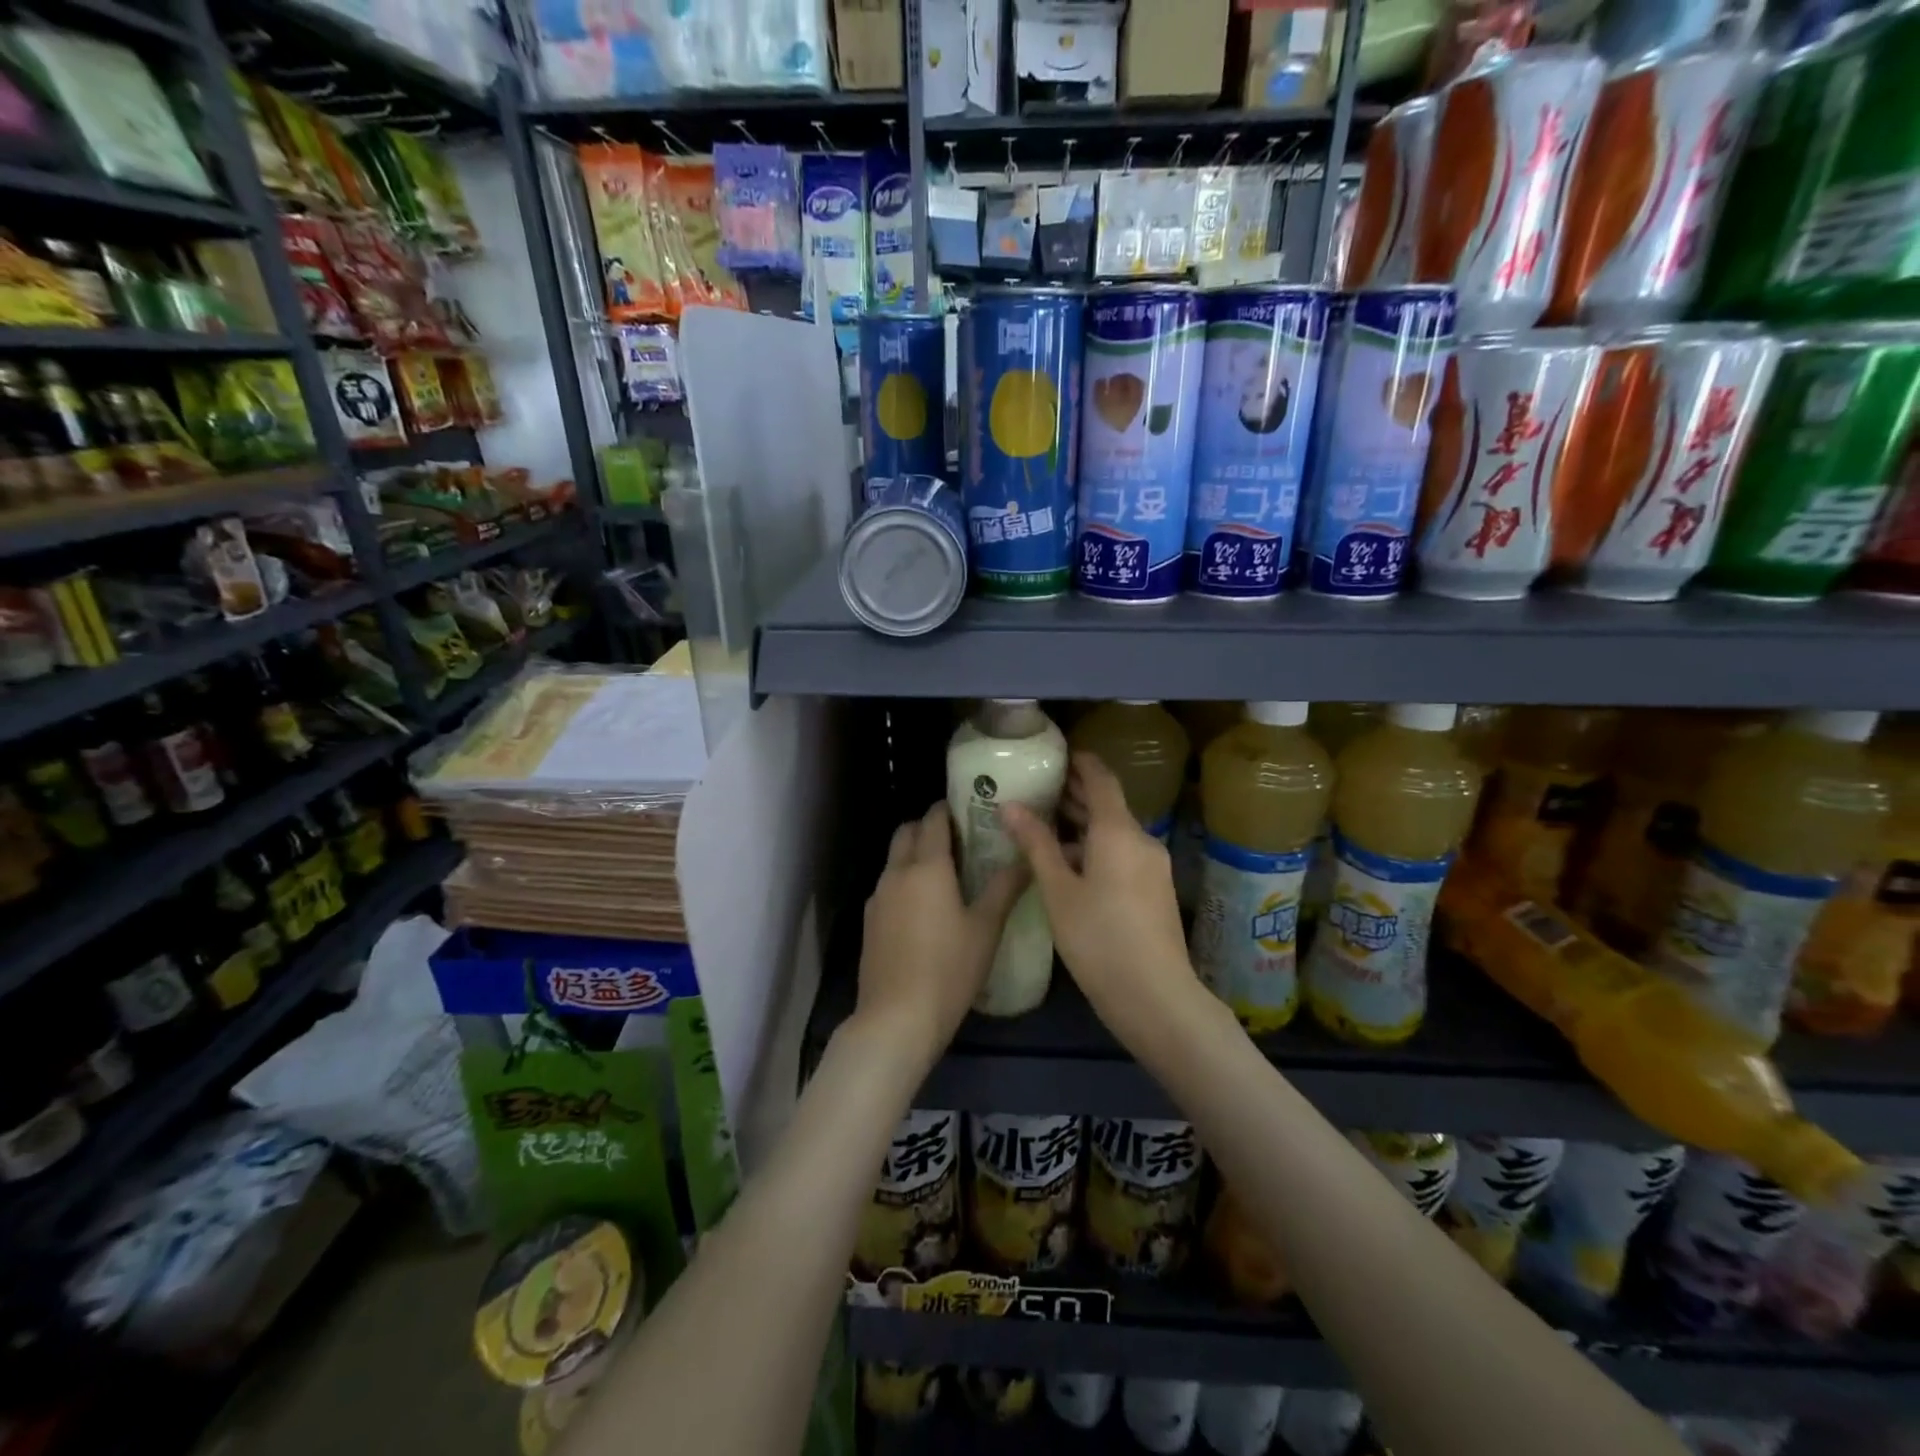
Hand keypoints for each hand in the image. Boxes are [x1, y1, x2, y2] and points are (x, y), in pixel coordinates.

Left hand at [856, 801, 1026, 1068]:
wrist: (896, 1019)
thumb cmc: (948, 969)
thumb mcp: (986, 929)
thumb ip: (1005, 888)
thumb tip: (1026, 859)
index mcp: (926, 867)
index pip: (933, 819)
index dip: (949, 810)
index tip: (969, 810)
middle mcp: (896, 873)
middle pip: (906, 832)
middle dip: (928, 827)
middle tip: (959, 840)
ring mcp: (877, 897)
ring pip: (894, 859)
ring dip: (915, 854)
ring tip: (946, 875)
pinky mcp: (869, 921)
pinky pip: (888, 886)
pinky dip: (905, 881)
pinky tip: (925, 908)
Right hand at [1001, 753, 1207, 1056]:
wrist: (1155, 996)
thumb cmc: (1098, 938)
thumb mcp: (1058, 891)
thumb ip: (1036, 844)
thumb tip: (1010, 806)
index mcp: (1118, 832)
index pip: (1101, 779)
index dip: (1081, 763)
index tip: (1057, 754)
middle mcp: (1141, 840)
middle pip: (1108, 805)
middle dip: (1075, 795)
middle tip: (1039, 788)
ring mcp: (1152, 866)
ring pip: (1114, 833)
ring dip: (1083, 825)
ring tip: (1044, 825)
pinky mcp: (1154, 890)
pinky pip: (1122, 854)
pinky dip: (1095, 848)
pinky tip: (1068, 864)